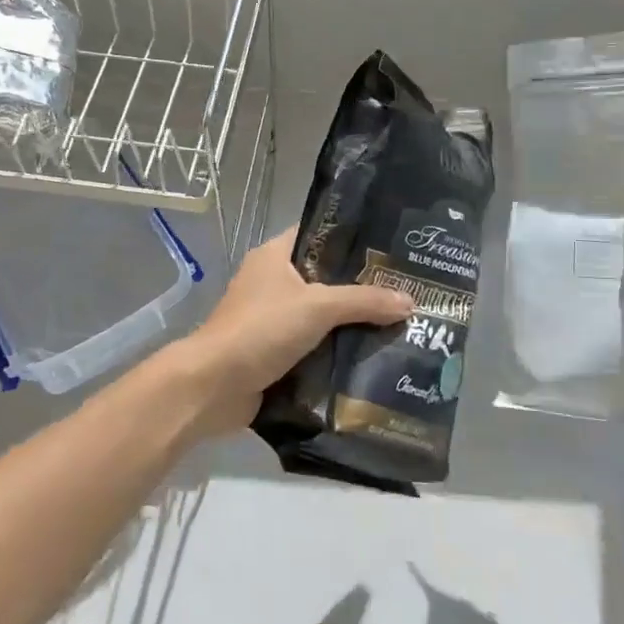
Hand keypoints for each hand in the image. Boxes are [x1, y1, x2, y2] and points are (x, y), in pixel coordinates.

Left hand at [156, 228, 413, 438]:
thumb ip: (364, 301)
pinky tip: (371, 358)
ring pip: (321, 316)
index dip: (352, 240)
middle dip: (360, 288)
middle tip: (404, 292)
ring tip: (398, 325)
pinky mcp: (274, 353)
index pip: (319, 236)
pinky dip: (336, 352)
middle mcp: (272, 282)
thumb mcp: (317, 307)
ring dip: (350, 324)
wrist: (213, 387)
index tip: (390, 249)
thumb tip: (410, 301)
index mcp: (275, 256)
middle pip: (324, 279)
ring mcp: (271, 319)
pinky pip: (313, 346)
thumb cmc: (261, 329)